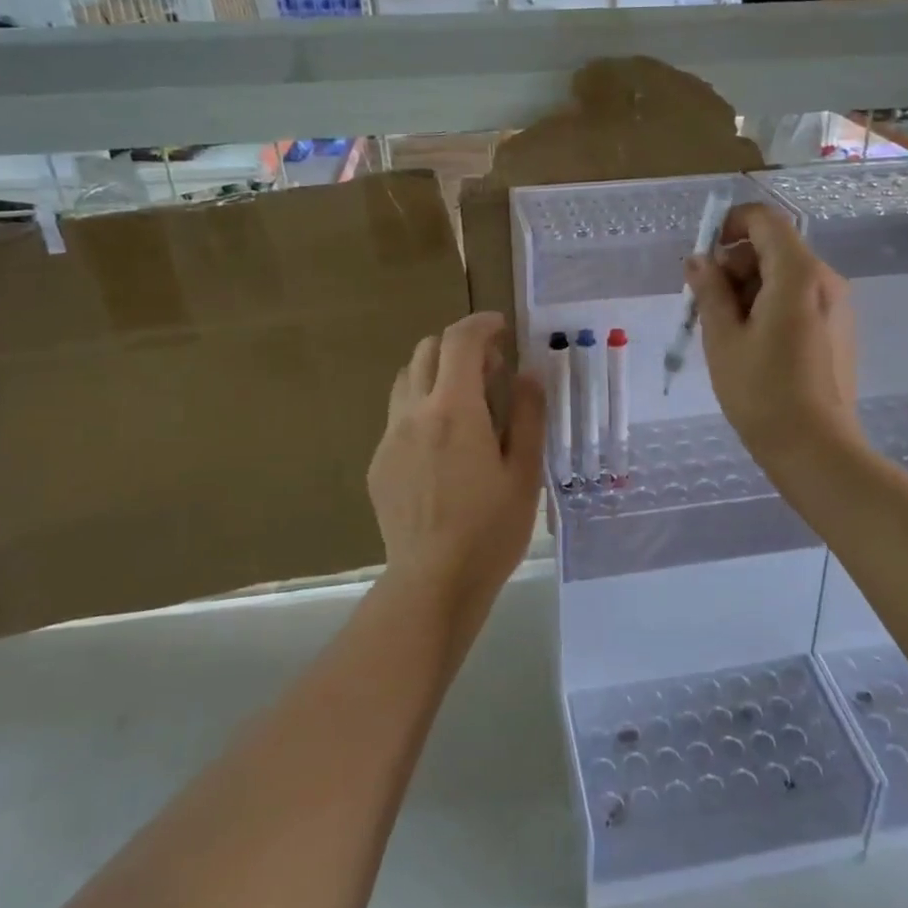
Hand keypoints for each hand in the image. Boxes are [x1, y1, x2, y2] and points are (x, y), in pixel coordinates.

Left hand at [367, 313, 545, 610]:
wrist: (433, 583)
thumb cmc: (490, 529)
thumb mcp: (524, 471)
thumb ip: (526, 414)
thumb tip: (528, 372)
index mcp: (454, 410)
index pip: (459, 341)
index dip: (481, 324)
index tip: (501, 328)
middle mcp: (414, 413)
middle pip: (426, 350)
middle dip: (458, 346)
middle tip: (490, 370)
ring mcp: (389, 437)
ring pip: (406, 380)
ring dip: (435, 373)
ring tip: (464, 401)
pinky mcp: (379, 463)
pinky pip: (398, 416)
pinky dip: (421, 407)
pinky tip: (443, 445)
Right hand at [684, 203, 858, 468]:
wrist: (816, 448)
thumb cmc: (762, 392)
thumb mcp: (723, 338)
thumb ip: (710, 290)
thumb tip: (699, 260)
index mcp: (798, 274)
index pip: (766, 221)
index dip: (731, 223)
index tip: (705, 253)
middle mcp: (825, 280)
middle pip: (774, 249)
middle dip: (735, 265)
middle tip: (705, 304)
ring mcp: (836, 306)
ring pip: (785, 275)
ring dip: (749, 288)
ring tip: (725, 331)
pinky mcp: (837, 329)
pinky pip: (799, 299)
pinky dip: (770, 306)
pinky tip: (752, 345)